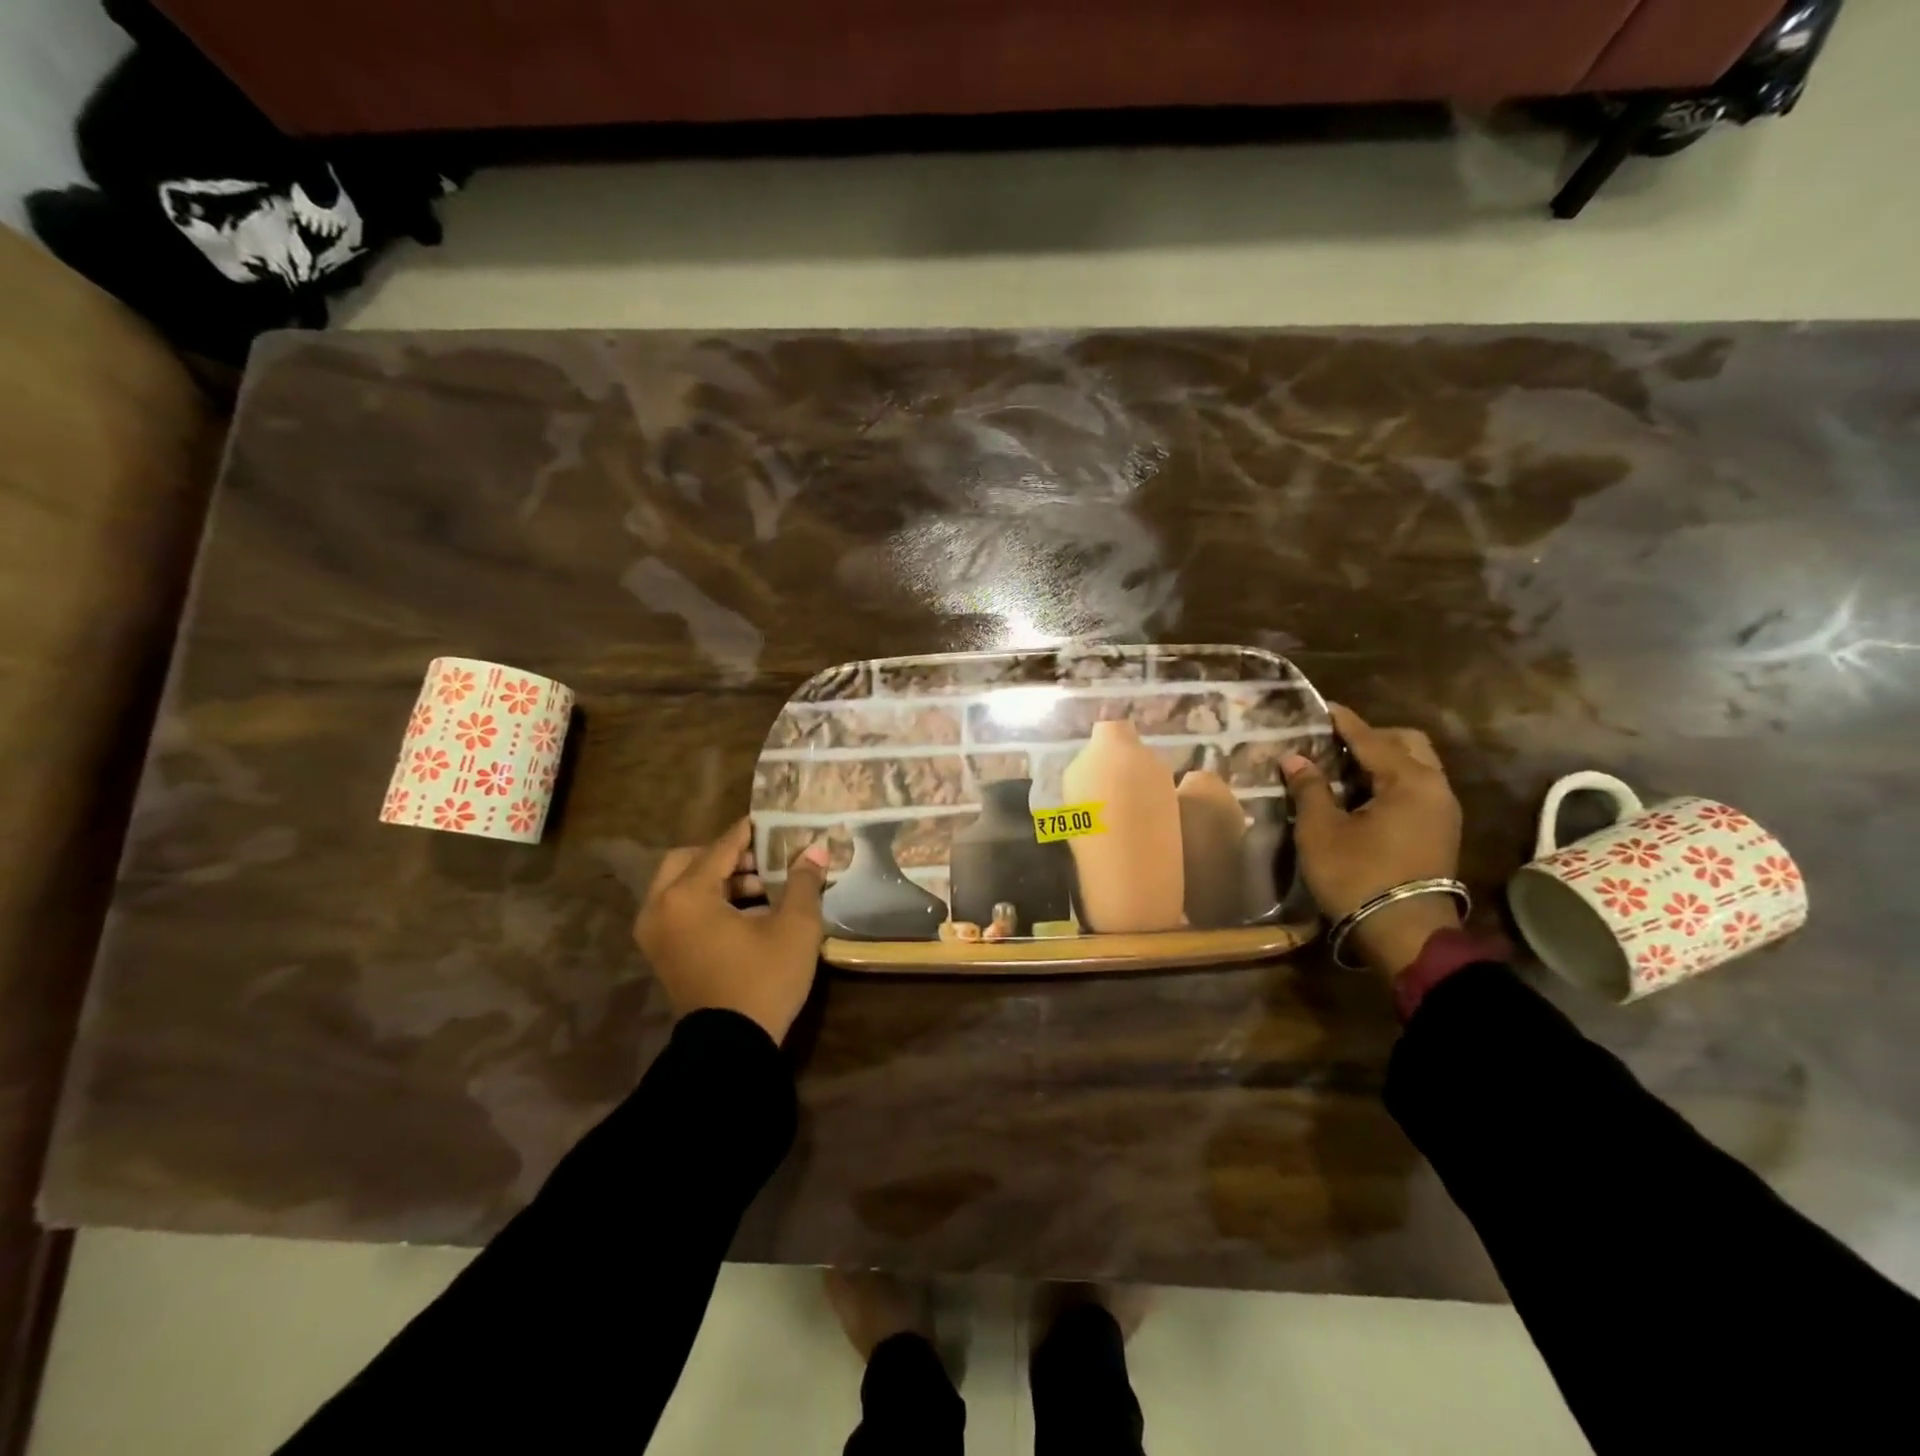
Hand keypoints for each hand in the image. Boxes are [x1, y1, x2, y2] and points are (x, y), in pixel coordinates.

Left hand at [634, 817, 828, 1043]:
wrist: (731, 1049)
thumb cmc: (763, 979)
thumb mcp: (794, 927)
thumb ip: (803, 882)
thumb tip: (815, 850)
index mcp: (686, 895)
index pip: (720, 848)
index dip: (747, 833)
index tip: (769, 822)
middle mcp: (660, 908)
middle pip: (688, 861)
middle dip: (725, 856)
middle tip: (762, 860)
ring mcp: (655, 934)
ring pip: (681, 887)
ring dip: (718, 880)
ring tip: (763, 888)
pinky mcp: (662, 955)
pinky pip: (679, 911)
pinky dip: (706, 903)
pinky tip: (746, 912)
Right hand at [1283, 705, 1463, 976]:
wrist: (1404, 934)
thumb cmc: (1357, 875)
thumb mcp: (1321, 830)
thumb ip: (1309, 788)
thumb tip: (1295, 758)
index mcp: (1409, 780)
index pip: (1371, 738)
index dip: (1343, 722)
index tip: (1321, 706)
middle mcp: (1435, 788)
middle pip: (1406, 745)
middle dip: (1371, 738)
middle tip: (1334, 743)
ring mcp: (1442, 811)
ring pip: (1415, 768)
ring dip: (1382, 761)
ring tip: (1342, 769)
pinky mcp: (1439, 832)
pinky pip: (1416, 789)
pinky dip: (1390, 782)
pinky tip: (1360, 795)